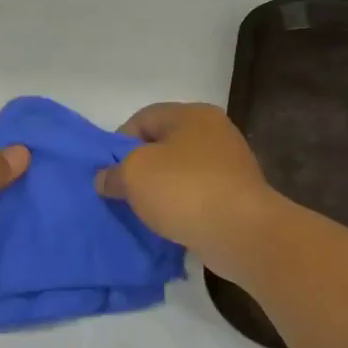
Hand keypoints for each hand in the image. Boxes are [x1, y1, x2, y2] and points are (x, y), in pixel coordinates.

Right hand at [95, 103, 279, 276]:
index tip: (108, 172)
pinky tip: (169, 223)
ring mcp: (230, 165)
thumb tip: (106, 179)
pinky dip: (181, 207)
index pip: (143, 119)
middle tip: (122, 193)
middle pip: (163, 145)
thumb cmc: (184, 190)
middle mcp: (214, 132)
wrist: (241, 232)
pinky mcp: (237, 195)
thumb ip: (112, 173)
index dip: (118, 143)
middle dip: (139, 169)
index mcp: (191, 115)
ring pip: (180, 172)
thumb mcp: (133, 175)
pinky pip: (197, 196)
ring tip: (143, 212)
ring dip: (160, 191)